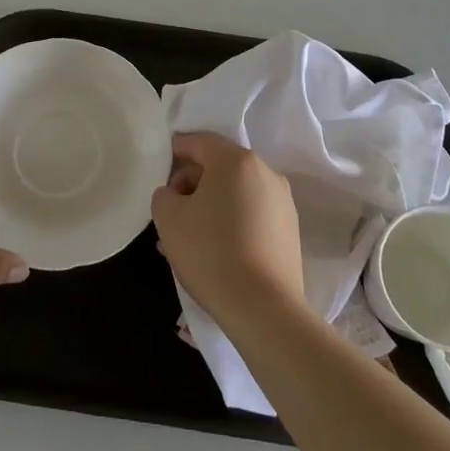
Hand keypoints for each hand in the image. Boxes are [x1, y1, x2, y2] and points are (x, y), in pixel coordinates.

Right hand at [152, 132, 303, 327]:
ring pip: (236, 192)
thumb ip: (164, 194)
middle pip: (220, 166)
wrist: (263, 308)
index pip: (199, 142)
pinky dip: (231, 221)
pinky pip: (252, 213)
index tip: (158, 171)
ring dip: (211, 205)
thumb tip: (175, 194)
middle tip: (170, 210)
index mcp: (236, 160)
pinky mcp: (290, 230)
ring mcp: (282, 202)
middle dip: (192, 183)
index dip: (175, 151)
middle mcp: (265, 172)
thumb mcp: (168, 218)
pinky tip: (215, 249)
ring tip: (189, 236)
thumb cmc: (210, 252)